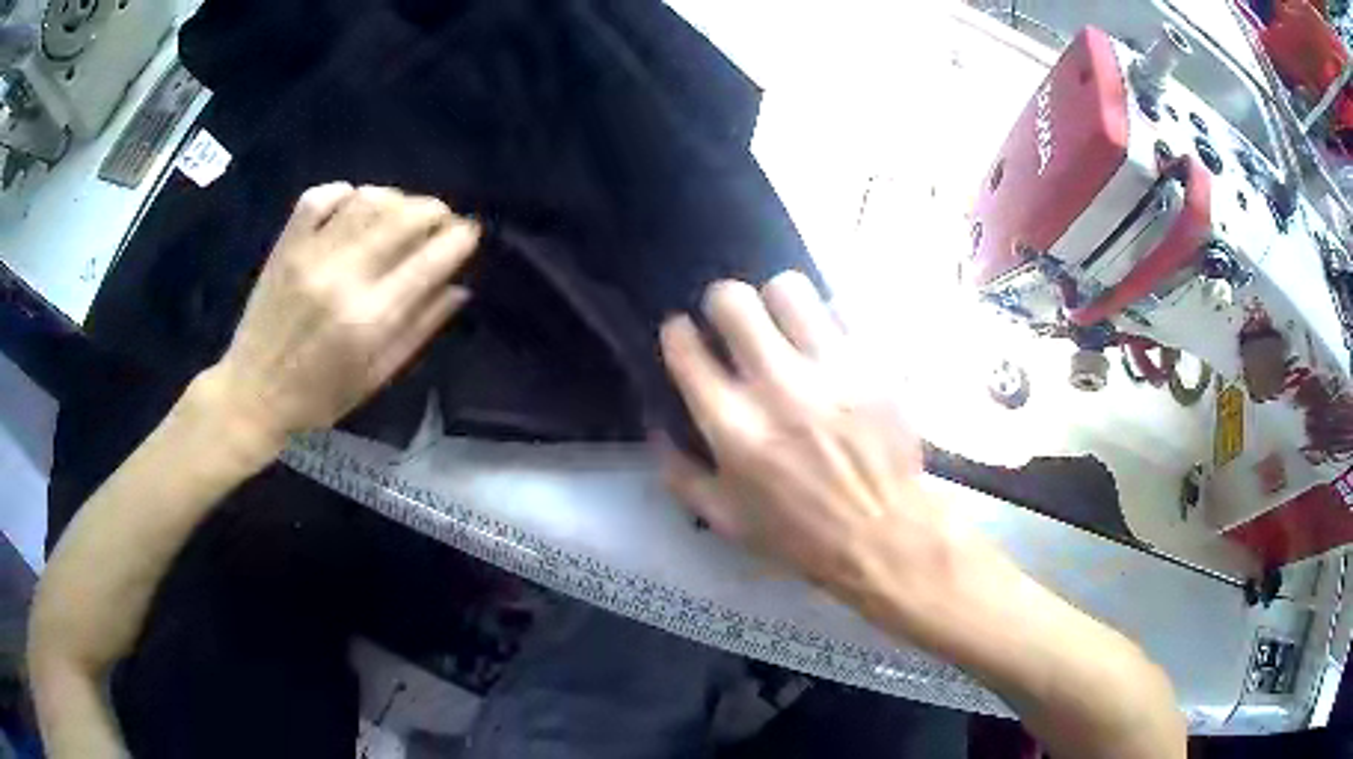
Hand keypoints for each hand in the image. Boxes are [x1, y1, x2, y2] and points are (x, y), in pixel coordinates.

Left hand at [211, 183, 479, 444]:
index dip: (460, 238)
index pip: (430, 260)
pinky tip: (356, 204)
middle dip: (435, 211)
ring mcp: (310, 255)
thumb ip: (419, 329)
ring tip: (403, 213)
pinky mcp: (286, 245)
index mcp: (370, 319)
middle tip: (442, 220)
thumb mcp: (377, 376)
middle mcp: (343, 277)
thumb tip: (459, 287)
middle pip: (403, 218)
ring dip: (396, 198)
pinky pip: (320, 197)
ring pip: (367, 200)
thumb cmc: (319, 397)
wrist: (253, 393)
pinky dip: (345, 191)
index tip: (471, 233)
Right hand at [660, 273, 978, 623]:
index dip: (678, 333)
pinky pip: (844, 309)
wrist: (882, 535)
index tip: (687, 339)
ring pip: (789, 288)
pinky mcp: (875, 364)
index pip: (685, 345)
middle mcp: (779, 387)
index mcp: (733, 426)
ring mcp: (832, 369)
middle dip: (722, 305)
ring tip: (785, 326)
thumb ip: (678, 470)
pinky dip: (829, 320)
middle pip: (733, 300)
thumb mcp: (723, 518)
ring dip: (777, 303)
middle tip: (734, 326)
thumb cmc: (799, 534)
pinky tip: (828, 344)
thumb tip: (655, 422)